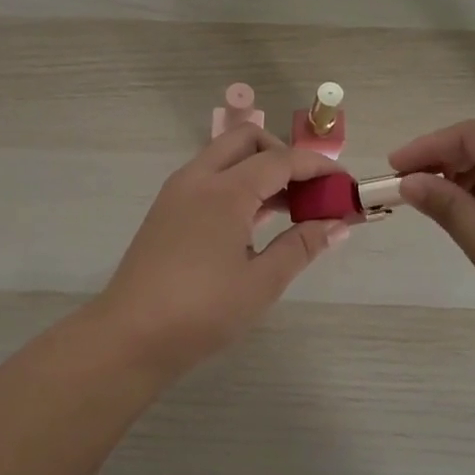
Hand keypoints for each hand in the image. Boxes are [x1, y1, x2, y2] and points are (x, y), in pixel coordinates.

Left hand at [94, 125, 350, 374]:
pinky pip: (209, 178)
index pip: (281, 159)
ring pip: (225, 156)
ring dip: (259, 169)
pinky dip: (237, 184)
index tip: (345, 185)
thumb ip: (301, 246)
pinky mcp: (167, 209)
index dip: (318, 167)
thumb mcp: (261, 282)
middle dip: (284, 155)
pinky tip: (255, 222)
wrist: (130, 335)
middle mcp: (198, 177)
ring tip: (290, 210)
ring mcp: (177, 191)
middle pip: (248, 140)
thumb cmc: (201, 311)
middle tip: (309, 192)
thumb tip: (337, 224)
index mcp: (225, 190)